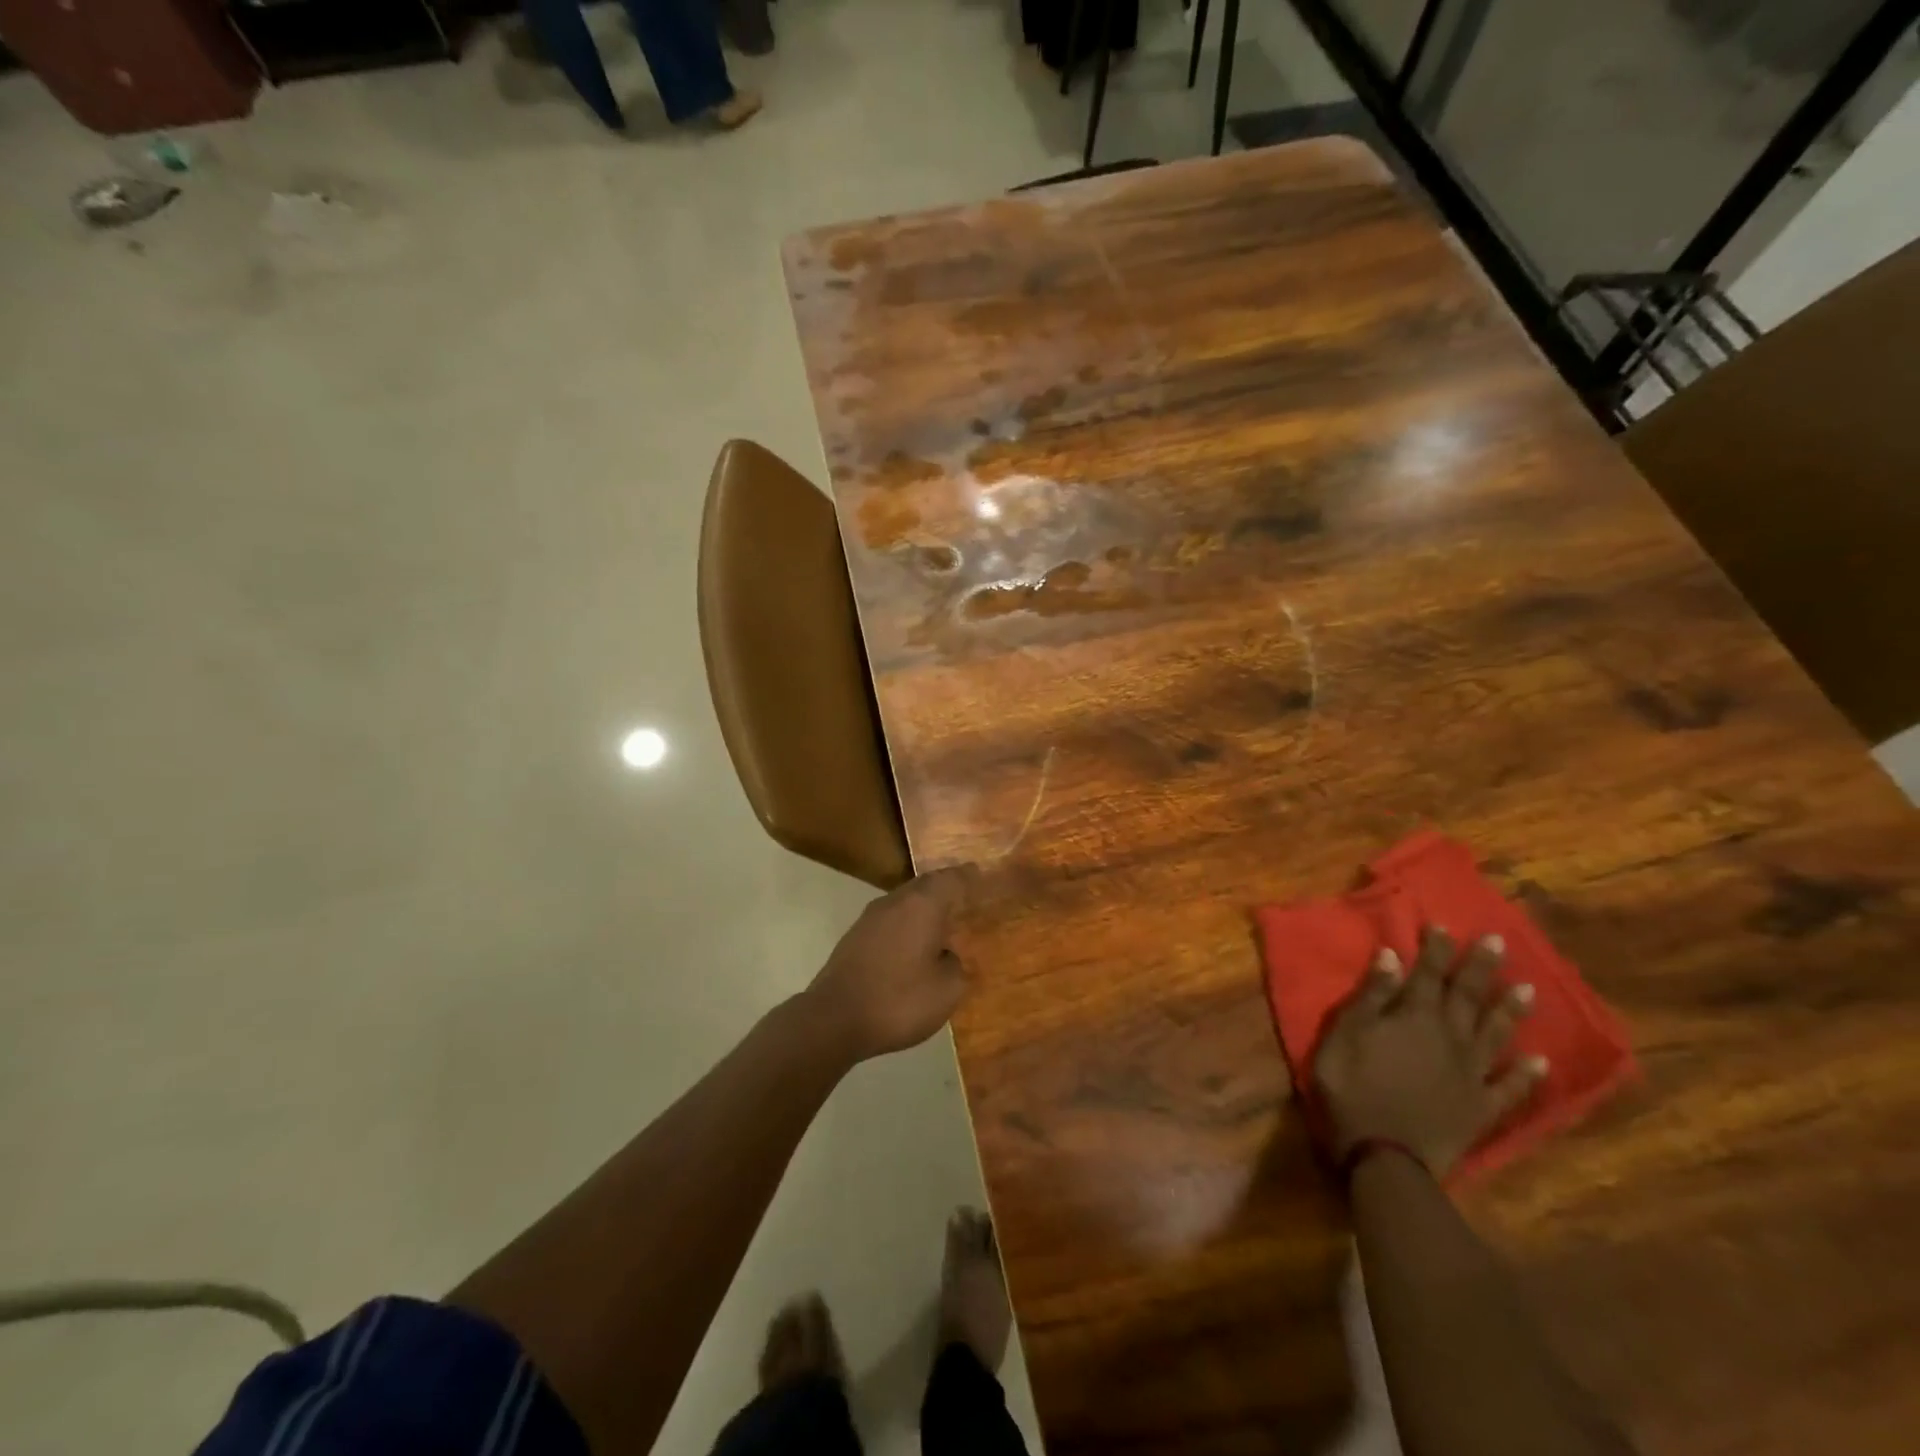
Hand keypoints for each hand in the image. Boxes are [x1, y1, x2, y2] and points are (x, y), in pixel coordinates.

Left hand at [805, 868, 971, 1060]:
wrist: (834, 1019)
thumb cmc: (899, 1001)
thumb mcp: (946, 990)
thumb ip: (955, 966)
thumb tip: (946, 955)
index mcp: (922, 905)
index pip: (950, 879)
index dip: (967, 876)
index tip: (978, 873)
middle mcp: (895, 902)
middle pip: (925, 885)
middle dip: (944, 887)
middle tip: (963, 894)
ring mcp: (870, 918)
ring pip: (904, 901)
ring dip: (923, 907)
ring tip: (941, 922)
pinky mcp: (854, 937)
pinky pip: (890, 920)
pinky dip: (906, 924)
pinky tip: (912, 944)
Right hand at [1314, 926, 1546, 1176]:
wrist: (1385, 1155)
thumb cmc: (1352, 1088)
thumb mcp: (1345, 1035)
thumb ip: (1370, 997)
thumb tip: (1390, 956)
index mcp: (1414, 1017)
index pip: (1427, 974)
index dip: (1435, 949)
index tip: (1445, 926)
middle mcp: (1449, 1037)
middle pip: (1467, 996)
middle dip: (1479, 967)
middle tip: (1499, 942)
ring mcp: (1471, 1073)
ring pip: (1495, 1033)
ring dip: (1509, 1010)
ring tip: (1527, 989)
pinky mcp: (1481, 1107)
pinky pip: (1509, 1087)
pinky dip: (1526, 1074)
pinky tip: (1539, 1060)